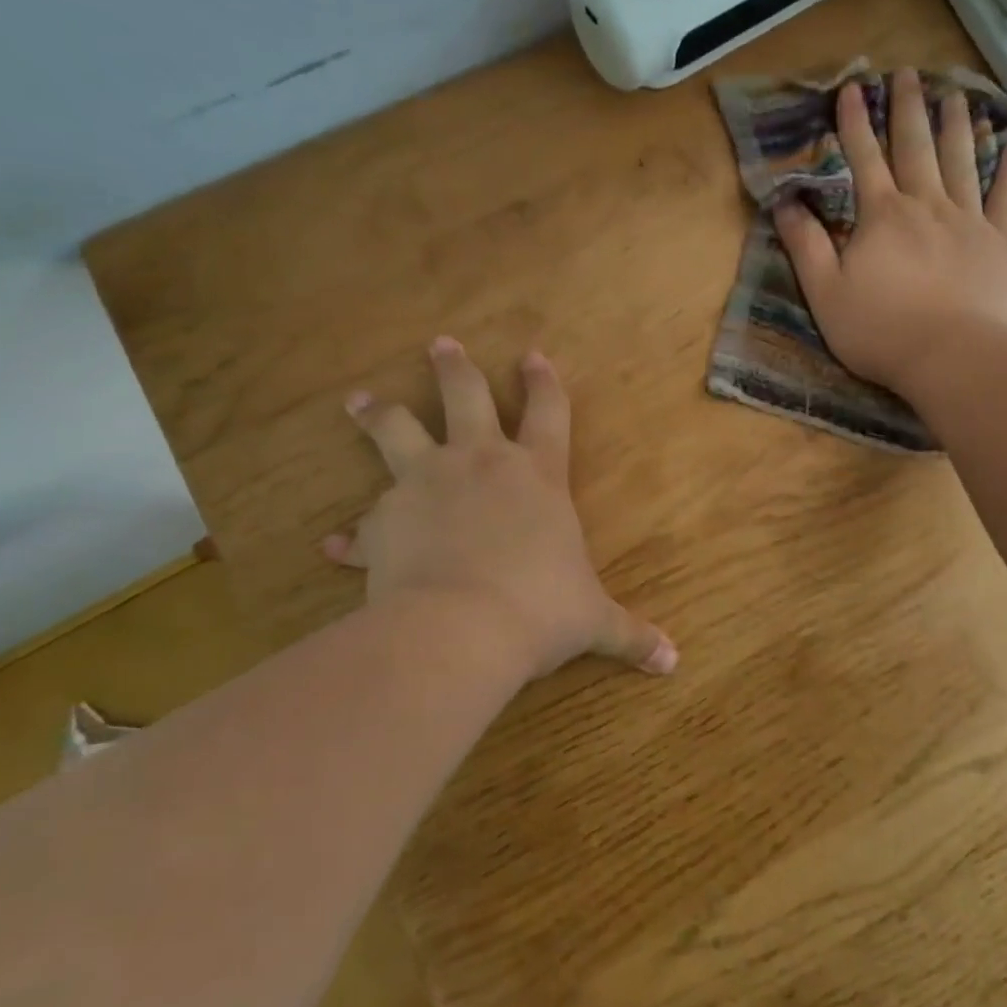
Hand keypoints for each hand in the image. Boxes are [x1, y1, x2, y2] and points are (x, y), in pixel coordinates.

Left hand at [323, 338, 676, 682]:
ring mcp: (426, 484)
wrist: (462, 629)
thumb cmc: (540, 611)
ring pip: (397, 430)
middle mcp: (480, 465)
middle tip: (440, 344)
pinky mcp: (385, 519)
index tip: (533, 355)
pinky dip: (354, 535)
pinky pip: (364, 523)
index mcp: (537, 476)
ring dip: (379, 413)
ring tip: (360, 400)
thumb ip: (631, 634)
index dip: (544, 382)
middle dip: (454, 368)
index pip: (548, 413)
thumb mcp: (592, 621)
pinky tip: (333, 547)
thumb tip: (673, 662)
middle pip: (465, 397)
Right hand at [775, 68, 1006, 396]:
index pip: (863, 159)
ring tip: (954, 94)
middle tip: (907, 73)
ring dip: (956, 125)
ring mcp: (968, 220)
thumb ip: (804, 245)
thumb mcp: (824, 293)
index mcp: (881, 216)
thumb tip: (784, 203)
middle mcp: (926, 205)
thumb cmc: (879, 330)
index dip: (854, 123)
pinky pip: (1006, 195)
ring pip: (962, 160)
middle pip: (916, 147)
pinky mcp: (999, 242)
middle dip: (907, 109)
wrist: (951, 356)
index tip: (851, 89)